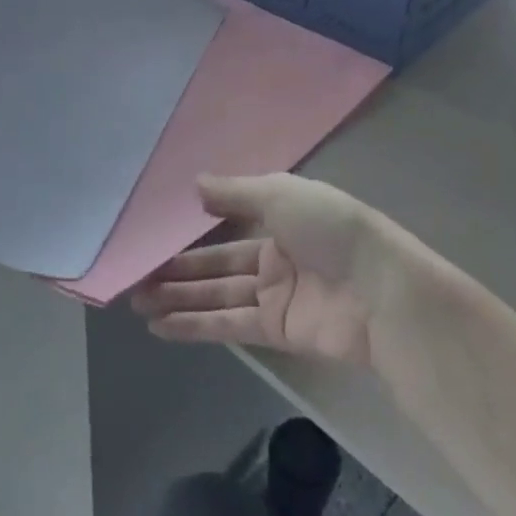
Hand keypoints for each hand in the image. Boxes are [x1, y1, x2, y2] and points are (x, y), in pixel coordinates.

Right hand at [131, 174, 418, 366]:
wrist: (380, 292)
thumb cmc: (331, 229)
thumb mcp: (281, 194)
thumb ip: (235, 193)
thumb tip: (195, 185)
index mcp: (282, 217)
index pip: (229, 223)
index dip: (194, 231)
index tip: (157, 236)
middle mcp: (276, 255)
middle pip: (217, 264)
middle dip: (177, 271)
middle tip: (135, 278)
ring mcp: (275, 295)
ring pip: (216, 295)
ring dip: (177, 298)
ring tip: (136, 302)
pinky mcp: (276, 330)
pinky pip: (227, 324)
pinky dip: (194, 325)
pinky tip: (159, 326)